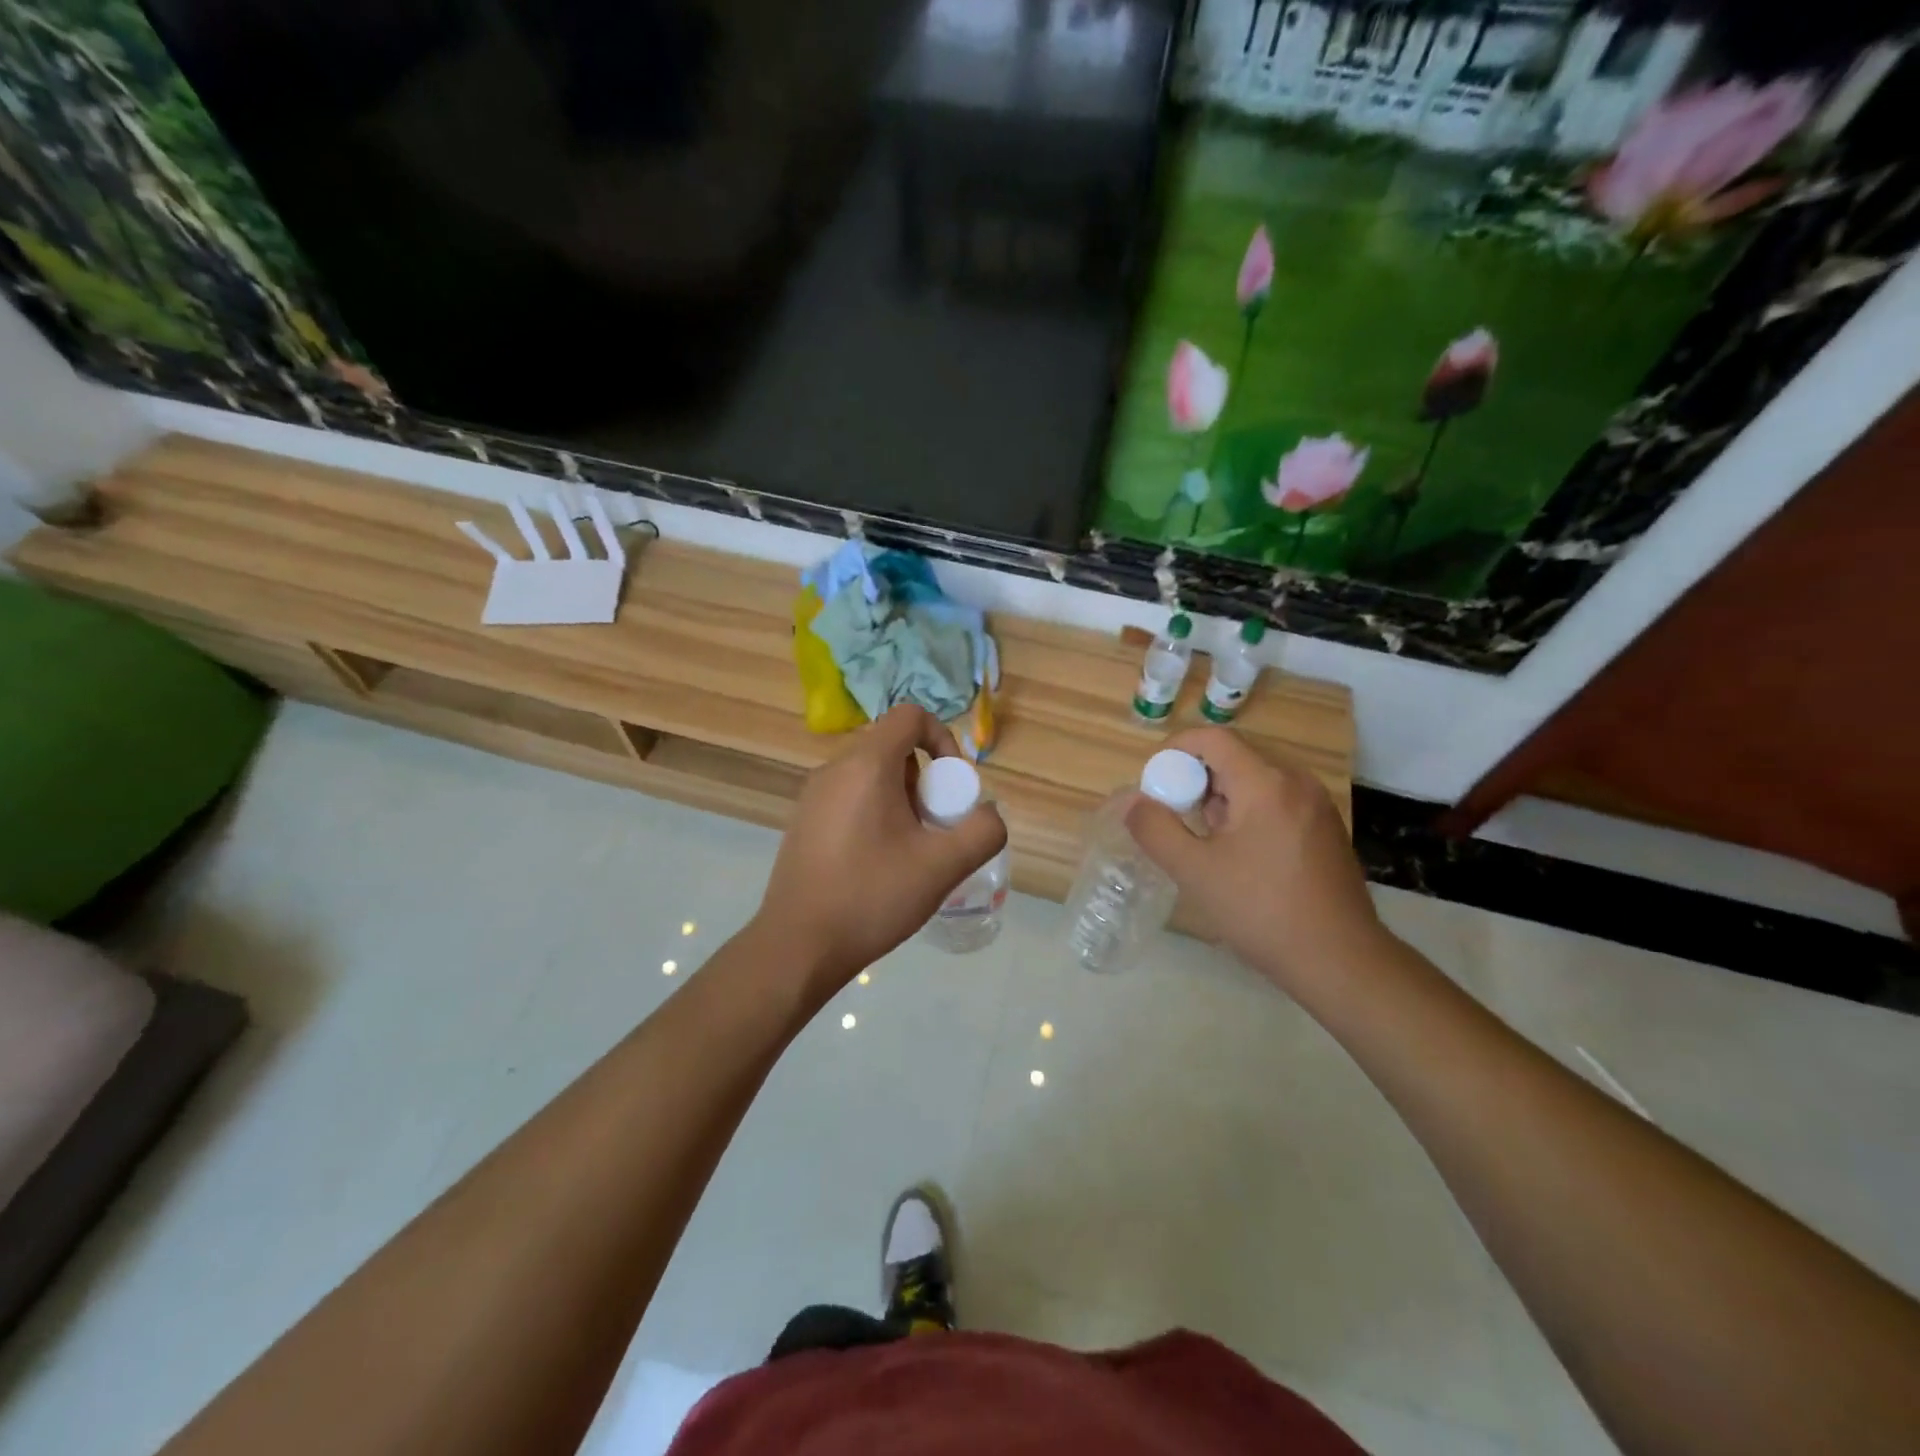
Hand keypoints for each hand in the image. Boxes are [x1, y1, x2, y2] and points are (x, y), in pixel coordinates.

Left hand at [755, 704, 1007, 997]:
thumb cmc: (872, 897)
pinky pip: (850, 798)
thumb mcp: (942, 866)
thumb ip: (982, 831)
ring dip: (902, 800)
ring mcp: (813, 796)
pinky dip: (875, 814)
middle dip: (925, 781)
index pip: (910, 715)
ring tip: (909, 851)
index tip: (952, 786)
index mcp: (866, 765)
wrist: (798, 946)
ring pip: (871, 776)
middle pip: (893, 749)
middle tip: (934, 828)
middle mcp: (834, 769)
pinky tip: (878, 864)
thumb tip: (988, 813)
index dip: (942, 739)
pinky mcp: (803, 822)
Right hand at [1125, 725, 1381, 993]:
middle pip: (1235, 757)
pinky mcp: (1326, 829)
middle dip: (1197, 779)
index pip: (1214, 738)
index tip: (1154, 781)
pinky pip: (1277, 801)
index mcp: (1266, 783)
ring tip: (1206, 842)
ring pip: (1256, 780)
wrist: (1340, 960)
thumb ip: (1155, 829)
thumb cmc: (1261, 910)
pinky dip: (1248, 812)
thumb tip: (1133, 801)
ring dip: (1222, 798)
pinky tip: (1241, 856)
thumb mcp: (1195, 871)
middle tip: (1176, 817)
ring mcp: (1317, 805)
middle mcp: (1297, 782)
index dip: (1176, 749)